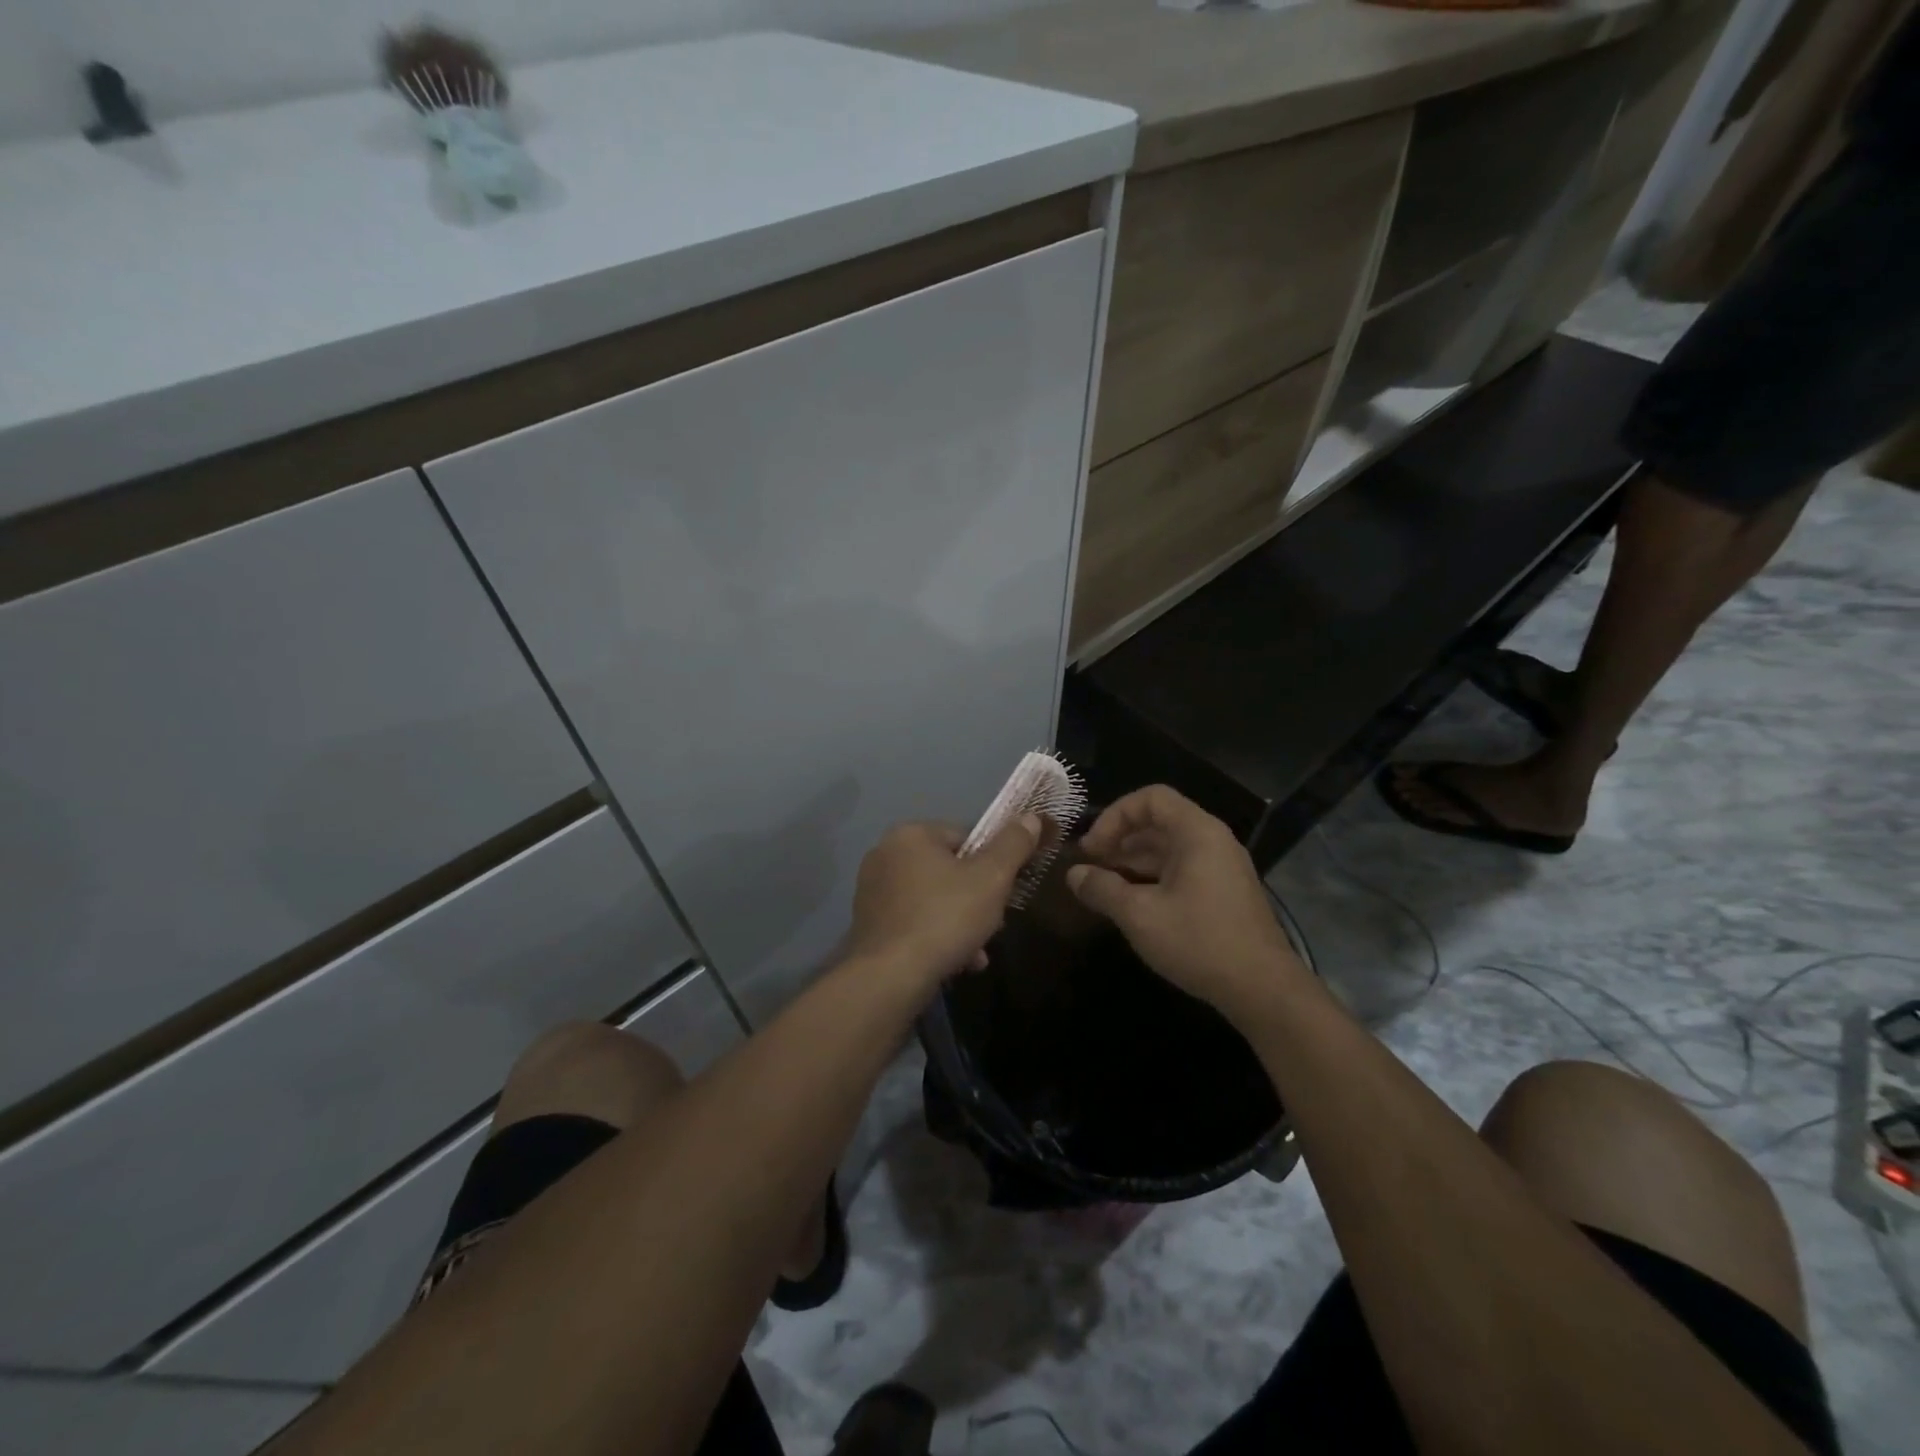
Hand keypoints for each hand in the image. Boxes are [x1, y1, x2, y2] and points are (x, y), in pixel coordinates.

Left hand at [844, 815, 1041, 993]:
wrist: (890, 977)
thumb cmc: (945, 918)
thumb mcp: (992, 879)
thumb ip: (1013, 845)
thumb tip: (1031, 817)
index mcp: (910, 834)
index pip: (965, 837)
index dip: (992, 864)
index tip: (1005, 891)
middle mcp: (885, 854)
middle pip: (948, 869)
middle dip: (976, 898)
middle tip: (994, 925)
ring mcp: (872, 889)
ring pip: (933, 899)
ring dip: (960, 922)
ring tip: (977, 953)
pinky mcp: (869, 922)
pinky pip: (913, 920)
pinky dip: (936, 936)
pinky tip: (956, 962)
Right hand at [1066, 786, 1303, 1020]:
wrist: (1264, 989)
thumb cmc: (1199, 941)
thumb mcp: (1140, 915)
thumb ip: (1102, 889)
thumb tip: (1073, 875)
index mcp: (1197, 832)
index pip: (1150, 798)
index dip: (1114, 816)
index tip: (1092, 849)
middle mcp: (1213, 841)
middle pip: (1159, 822)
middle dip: (1120, 840)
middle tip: (1091, 867)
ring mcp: (1222, 867)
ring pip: (1169, 848)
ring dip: (1133, 861)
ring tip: (1105, 886)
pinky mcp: (1224, 892)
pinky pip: (1182, 869)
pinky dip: (1153, 877)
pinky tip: (1134, 904)